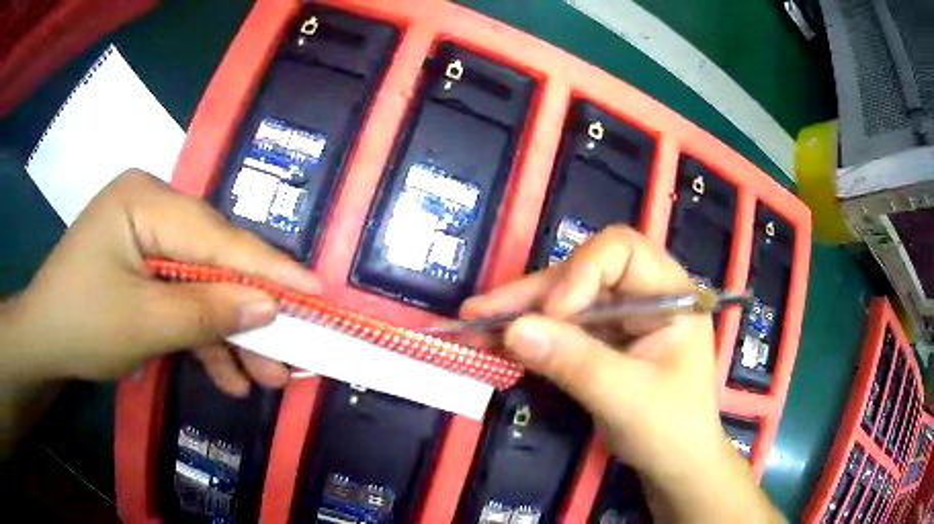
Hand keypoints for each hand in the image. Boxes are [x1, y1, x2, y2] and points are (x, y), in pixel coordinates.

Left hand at [1, 170, 320, 396]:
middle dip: (248, 314)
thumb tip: (269, 306)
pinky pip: (182, 300)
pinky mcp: (146, 270)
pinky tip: (227, 376)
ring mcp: (149, 241)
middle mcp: (153, 210)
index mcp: (146, 201)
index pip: (217, 236)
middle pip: (214, 263)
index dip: (268, 268)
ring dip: (230, 336)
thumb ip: (205, 311)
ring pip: (202, 287)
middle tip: (289, 356)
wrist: (42, 343)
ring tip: (264, 379)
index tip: (317, 291)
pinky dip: (203, 339)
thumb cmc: (81, 324)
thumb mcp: (143, 324)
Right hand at [463, 226, 781, 521]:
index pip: (622, 251)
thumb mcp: (625, 398)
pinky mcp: (603, 341)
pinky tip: (494, 342)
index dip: (581, 272)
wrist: (676, 465)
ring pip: (565, 300)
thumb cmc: (670, 430)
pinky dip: (529, 336)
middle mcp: (644, 295)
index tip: (552, 314)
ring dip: (521, 313)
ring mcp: (622, 318)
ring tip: (473, 326)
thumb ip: (574, 362)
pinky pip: (562, 328)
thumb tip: (512, 330)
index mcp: (670, 294)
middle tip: (479, 313)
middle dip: (533, 294)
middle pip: (583, 274)